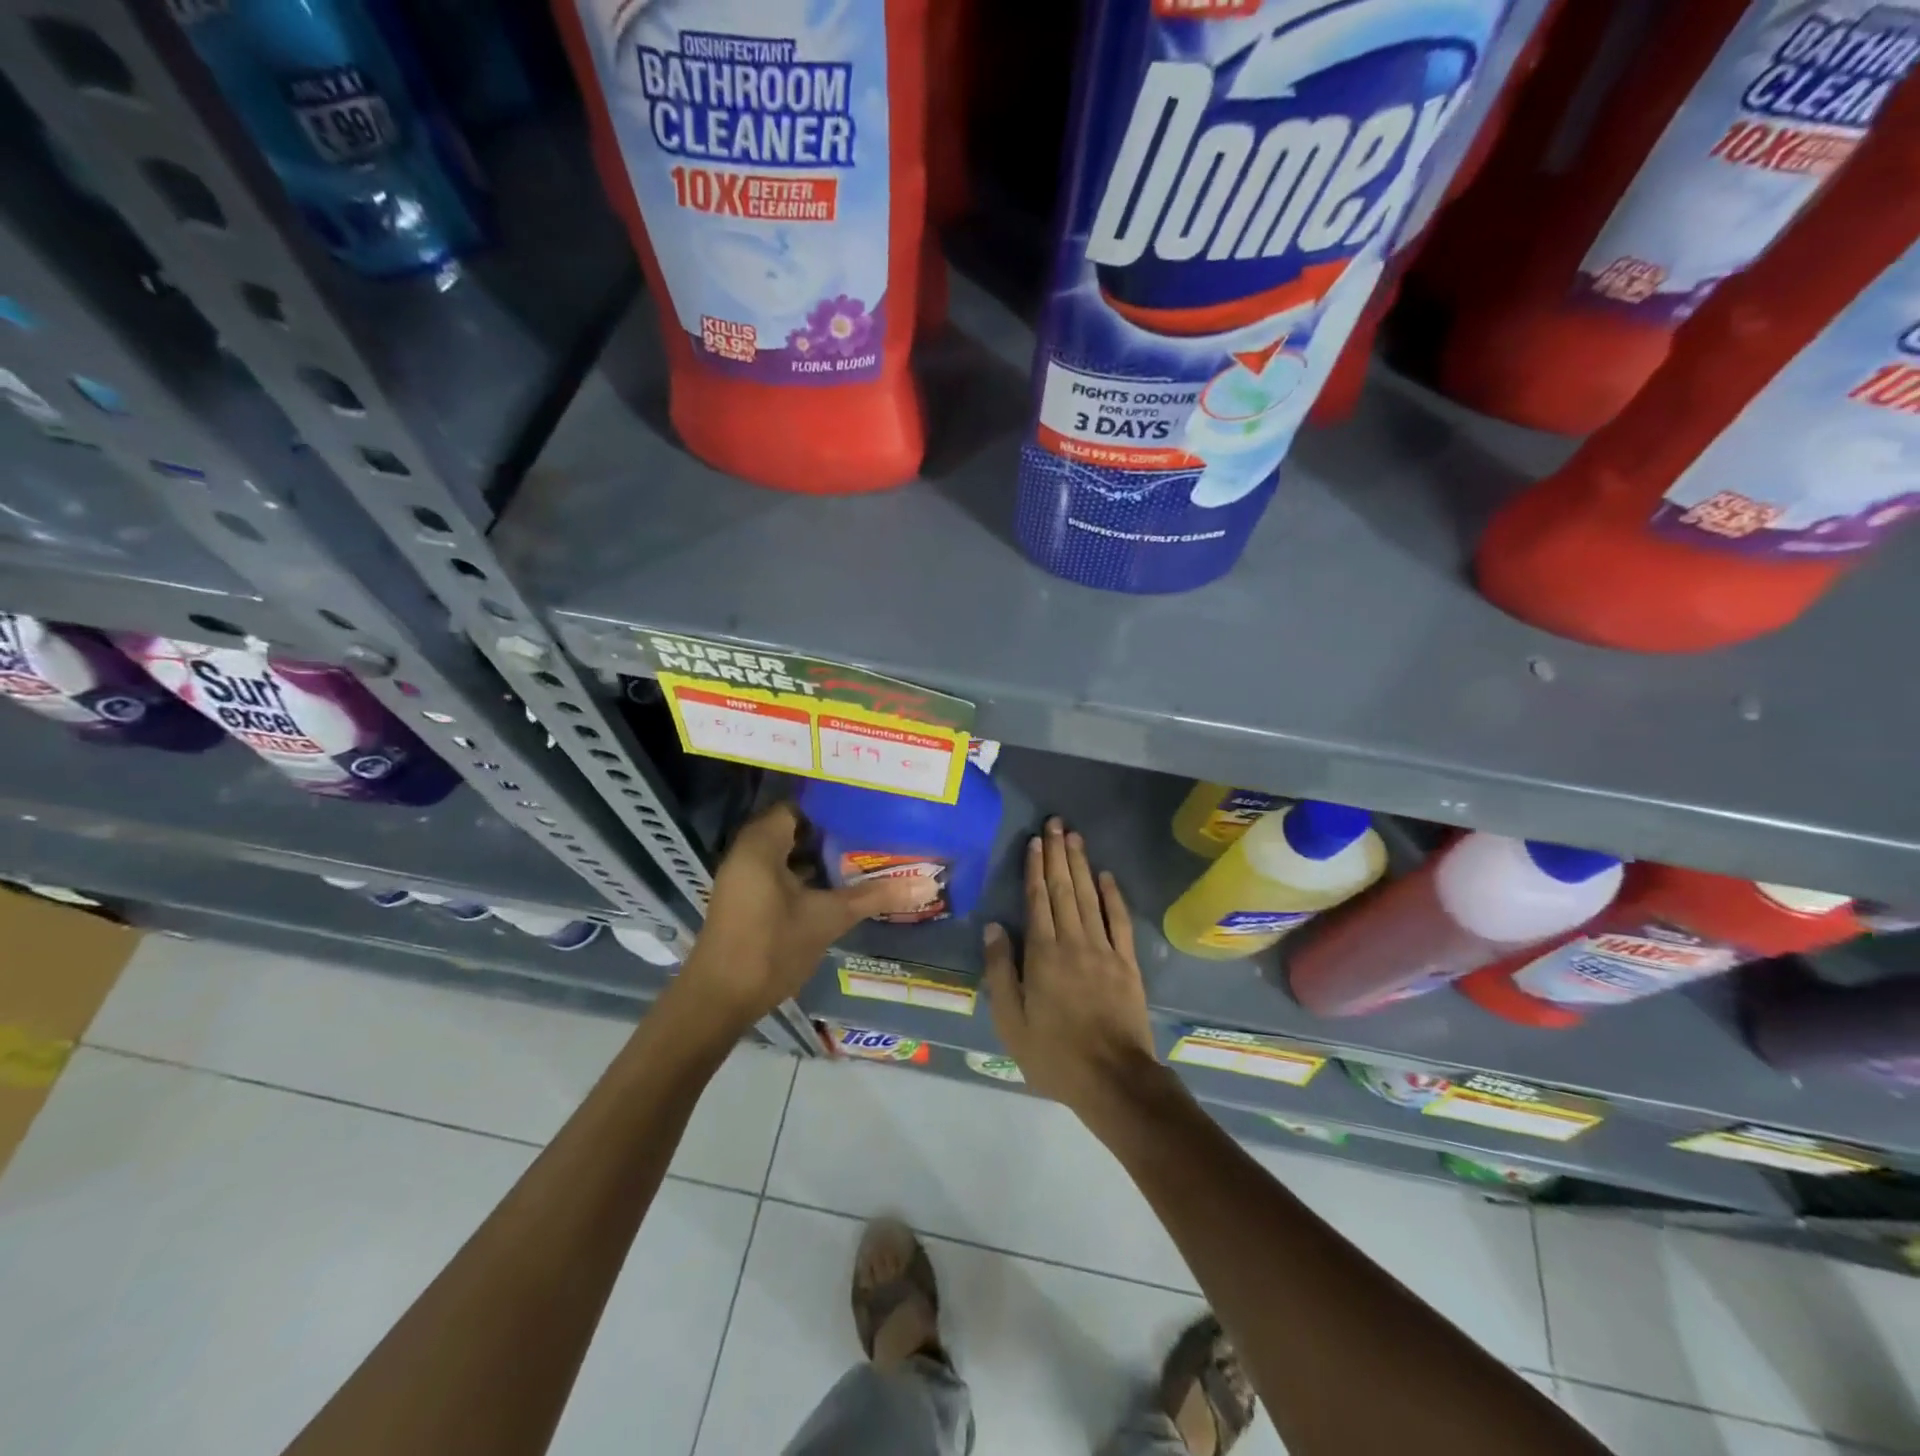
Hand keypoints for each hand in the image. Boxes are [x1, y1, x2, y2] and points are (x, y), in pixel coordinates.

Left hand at [675, 802, 927, 1030]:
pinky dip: (807, 876)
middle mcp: (748, 853)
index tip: (867, 808)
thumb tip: (926, 884)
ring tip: (865, 854)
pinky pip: (781, 874)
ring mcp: (745, 878)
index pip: (799, 806)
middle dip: (833, 832)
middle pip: (796, 829)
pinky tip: (839, 886)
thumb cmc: (771, 947)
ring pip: (789, 854)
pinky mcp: (748, 900)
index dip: (833, 807)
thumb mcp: (828, 918)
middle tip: (874, 831)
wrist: (719, 999)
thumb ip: (874, 896)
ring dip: (821, 856)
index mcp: (761, 844)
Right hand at [981, 817, 1159, 1115]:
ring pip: (1090, 897)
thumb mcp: (1011, 1021)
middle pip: (1064, 889)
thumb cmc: (1054, 1054)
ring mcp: (1104, 950)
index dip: (1035, 868)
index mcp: (1043, 954)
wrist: (1114, 1079)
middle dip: (1057, 854)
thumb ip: (1001, 971)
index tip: (1034, 841)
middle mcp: (1073, 942)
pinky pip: (1119, 921)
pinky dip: (1113, 896)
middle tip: (1055, 823)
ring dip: (1081, 865)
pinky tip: (1106, 876)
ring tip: (1074, 837)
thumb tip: (994, 927)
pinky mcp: (1127, 963)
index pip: (1037, 900)